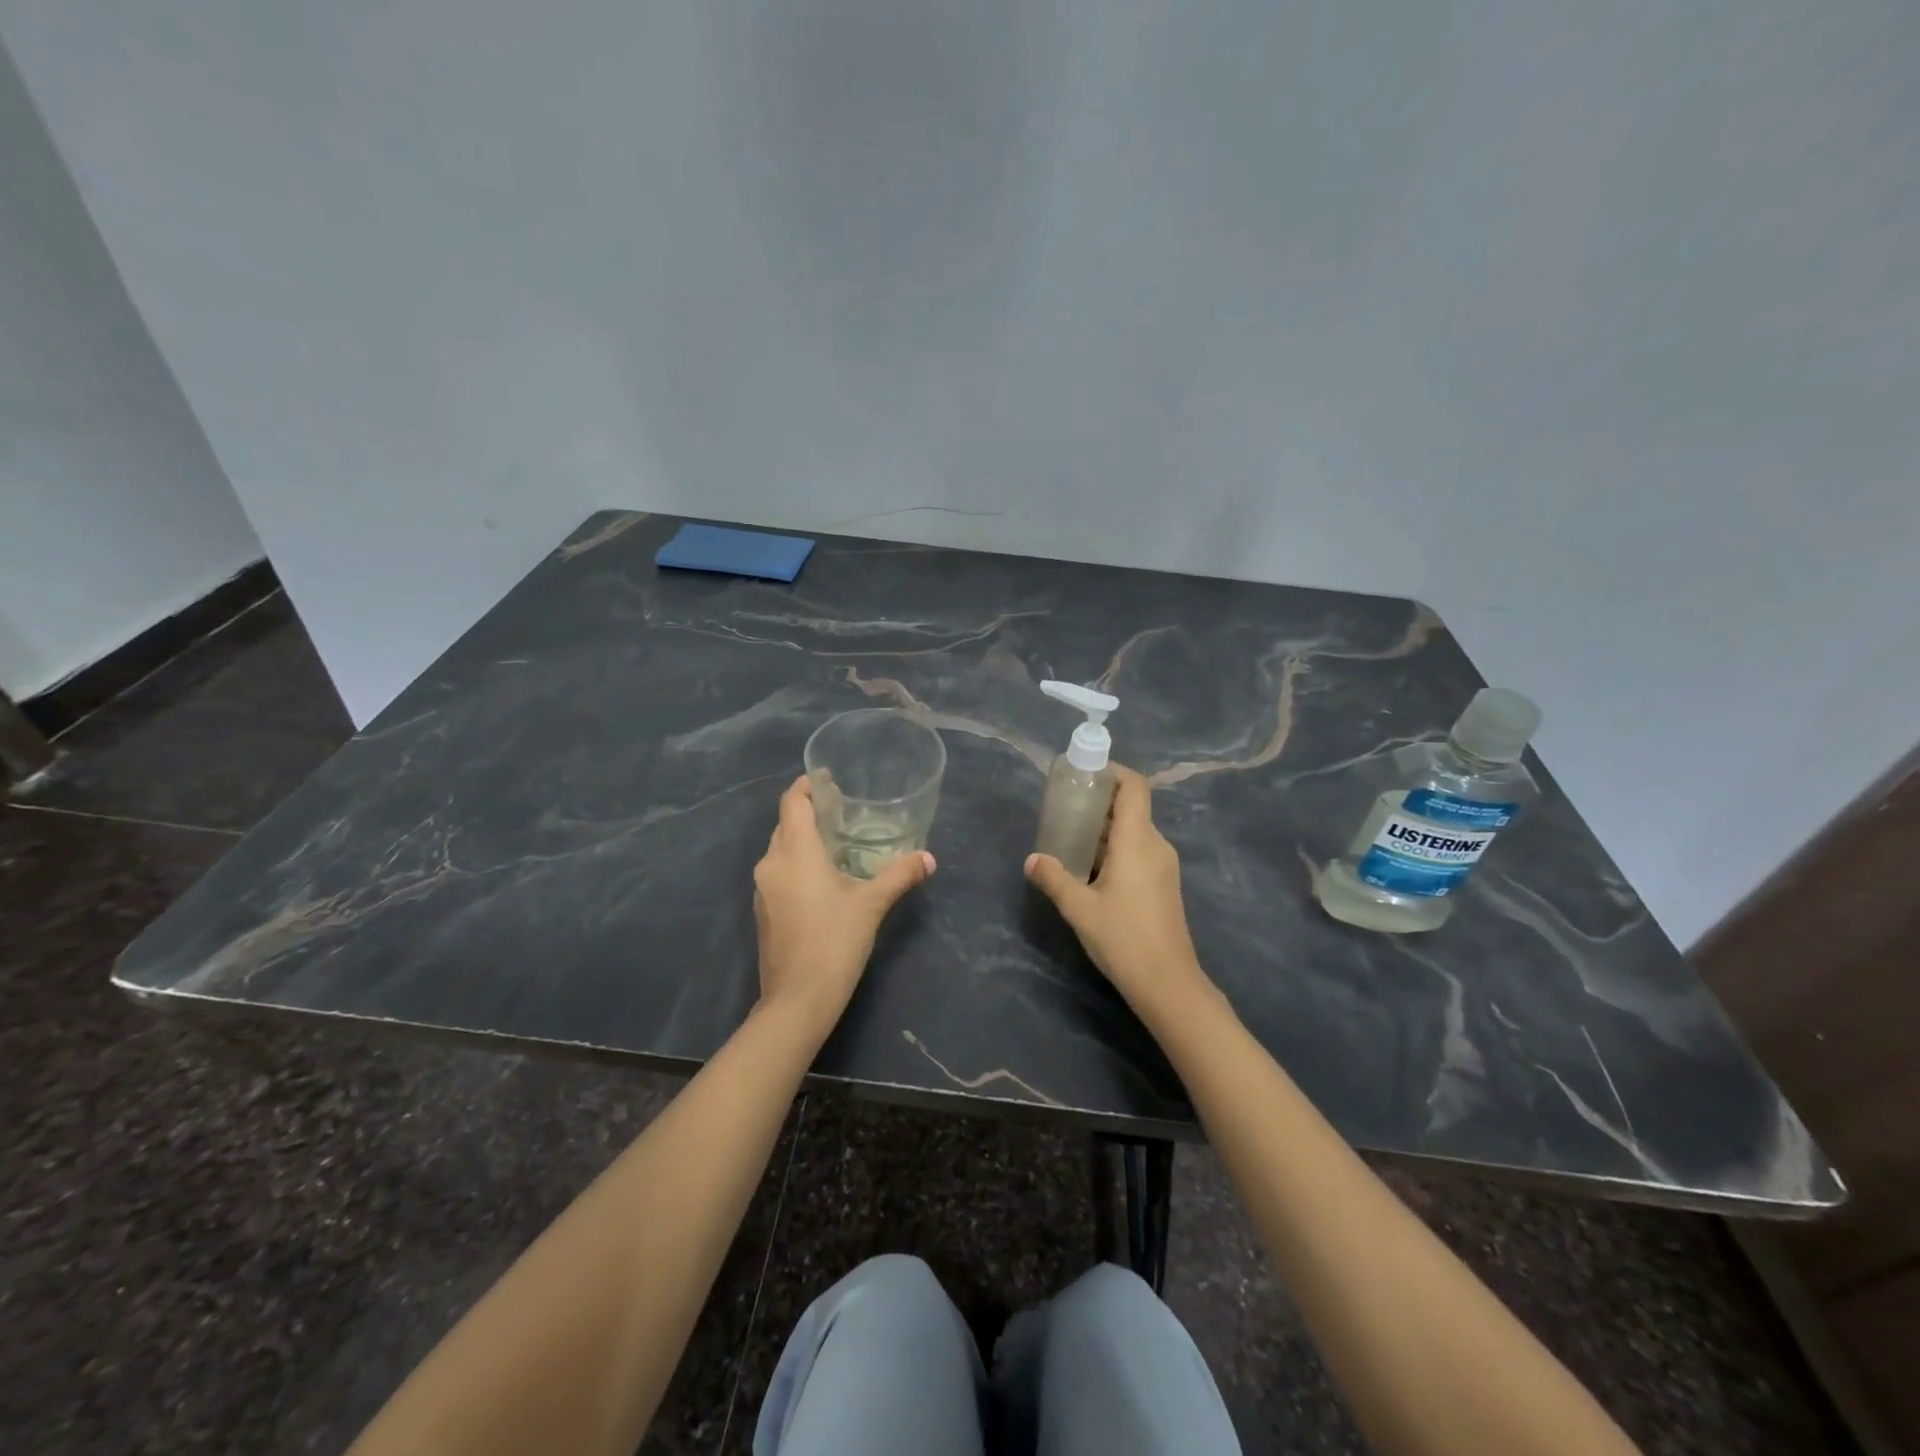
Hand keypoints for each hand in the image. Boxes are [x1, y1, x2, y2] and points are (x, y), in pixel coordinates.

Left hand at [753, 775, 934, 1034]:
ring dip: (803, 840)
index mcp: (794, 852)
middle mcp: (771, 863)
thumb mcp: (872, 904)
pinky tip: (823, 878)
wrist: (797, 1001)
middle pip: (785, 823)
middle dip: (810, 812)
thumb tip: (929, 858)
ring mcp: (763, 889)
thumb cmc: (834, 941)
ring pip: (781, 850)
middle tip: (844, 810)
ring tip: (838, 842)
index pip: (791, 802)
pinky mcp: (764, 911)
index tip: (829, 779)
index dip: (807, 785)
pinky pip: (779, 873)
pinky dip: (797, 864)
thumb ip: (900, 875)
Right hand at [1025, 765, 1207, 1019]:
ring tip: (1070, 836)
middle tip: (1064, 807)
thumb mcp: (1080, 908)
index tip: (1083, 774)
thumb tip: (1032, 859)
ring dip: (1104, 827)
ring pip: (1133, 830)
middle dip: (1099, 801)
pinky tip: (1090, 867)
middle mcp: (1155, 845)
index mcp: (1138, 841)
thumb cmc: (1124, 939)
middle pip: (1131, 806)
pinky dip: (1114, 847)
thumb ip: (1054, 878)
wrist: (1168, 984)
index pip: (1134, 786)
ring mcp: (1163, 865)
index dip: (1112, 772)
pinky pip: (1138, 850)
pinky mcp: (1163, 884)